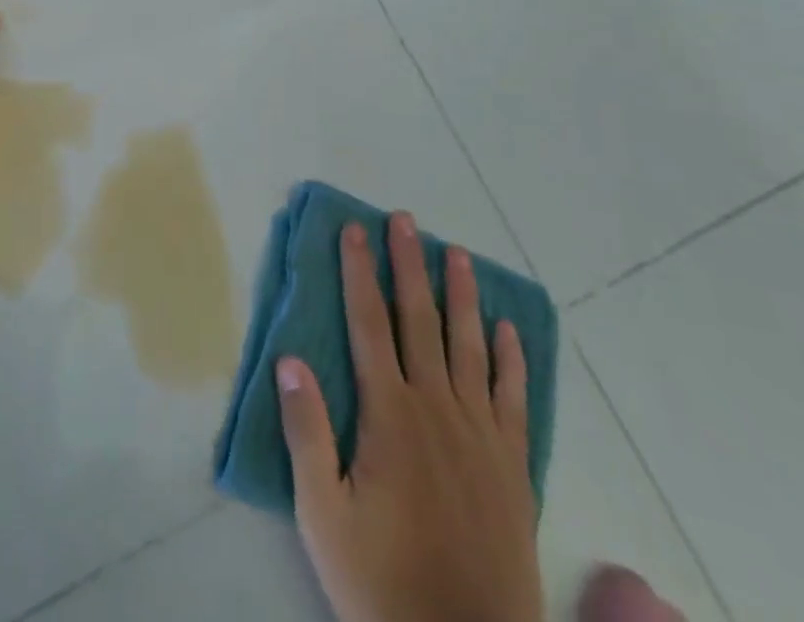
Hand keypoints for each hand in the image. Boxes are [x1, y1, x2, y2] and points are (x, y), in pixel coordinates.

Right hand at [278, 214, 542, 621]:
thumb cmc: (381, 582)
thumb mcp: (323, 514)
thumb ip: (306, 432)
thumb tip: (289, 358)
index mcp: (390, 415)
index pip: (369, 324)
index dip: (359, 272)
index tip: (355, 230)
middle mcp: (437, 409)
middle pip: (420, 320)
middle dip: (408, 265)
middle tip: (405, 220)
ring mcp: (481, 436)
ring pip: (469, 346)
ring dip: (461, 296)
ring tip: (457, 254)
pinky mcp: (513, 467)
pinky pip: (514, 399)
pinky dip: (511, 360)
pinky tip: (507, 331)